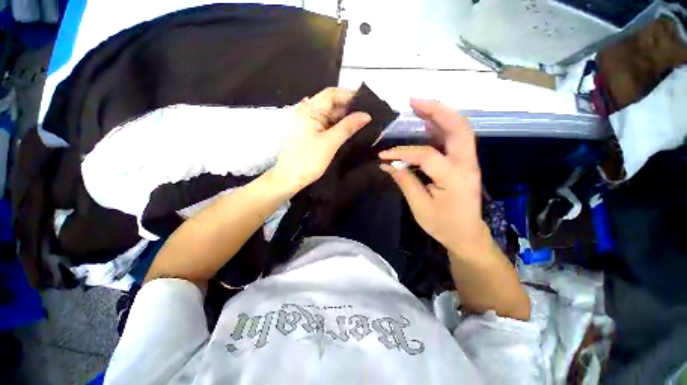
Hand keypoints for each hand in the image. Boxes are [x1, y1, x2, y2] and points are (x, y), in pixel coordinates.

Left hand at [272, 87, 370, 194]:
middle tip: (367, 116)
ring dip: (344, 119)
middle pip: (331, 104)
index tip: (366, 104)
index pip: (331, 94)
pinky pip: (326, 126)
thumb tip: (366, 115)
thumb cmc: (308, 160)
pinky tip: (349, 132)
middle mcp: (307, 112)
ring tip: (362, 124)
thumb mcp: (330, 143)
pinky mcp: (309, 133)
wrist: (289, 179)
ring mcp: (307, 123)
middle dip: (349, 109)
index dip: (349, 96)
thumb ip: (348, 127)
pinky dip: (337, 127)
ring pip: (329, 116)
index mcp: (309, 110)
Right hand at [379, 99, 490, 258]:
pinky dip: (442, 126)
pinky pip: (455, 138)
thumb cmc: (443, 224)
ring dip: (440, 114)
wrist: (467, 234)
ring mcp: (469, 161)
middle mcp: (466, 164)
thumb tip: (387, 164)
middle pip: (458, 127)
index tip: (383, 155)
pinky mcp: (465, 163)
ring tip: (419, 105)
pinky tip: (427, 123)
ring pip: (460, 129)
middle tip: (413, 100)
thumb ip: (404, 181)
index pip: (425, 155)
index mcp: (454, 177)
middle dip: (436, 110)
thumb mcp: (420, 206)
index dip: (402, 152)